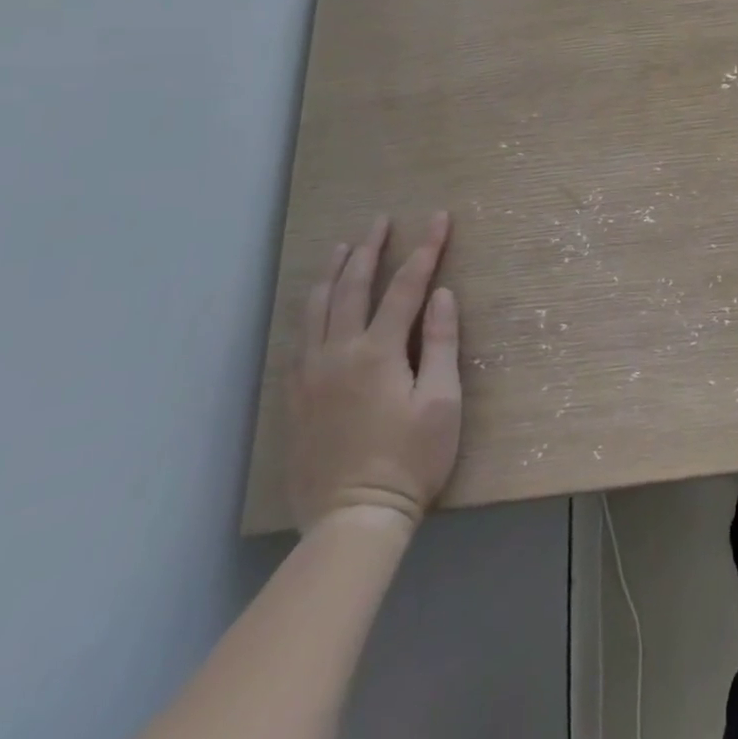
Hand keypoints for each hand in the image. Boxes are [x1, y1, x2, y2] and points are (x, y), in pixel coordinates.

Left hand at [286, 212, 461, 532]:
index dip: (426, 249)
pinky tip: (318, 303)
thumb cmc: (411, 459)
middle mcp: (338, 353)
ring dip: (334, 272)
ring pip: (317, 308)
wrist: (352, 520)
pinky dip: (311, 308)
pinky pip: (300, 337)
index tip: (440, 218)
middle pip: (354, 287)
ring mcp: (310, 375)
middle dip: (370, 249)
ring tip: (344, 247)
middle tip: (381, 220)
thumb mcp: (442, 401)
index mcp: (379, 353)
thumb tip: (442, 294)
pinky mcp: (295, 397)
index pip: (406, 286)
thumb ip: (441, 343)